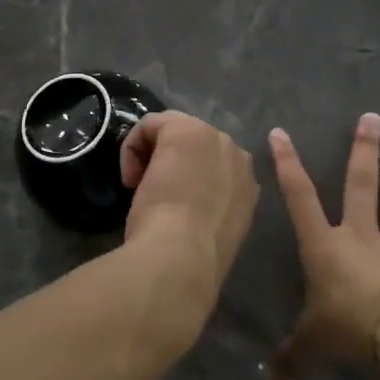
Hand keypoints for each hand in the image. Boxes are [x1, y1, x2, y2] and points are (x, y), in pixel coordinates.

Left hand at [120, 111, 259, 337]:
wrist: (182, 255)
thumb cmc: (193, 255)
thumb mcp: (210, 231)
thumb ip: (210, 211)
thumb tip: (192, 211)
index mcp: (247, 186)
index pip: (211, 169)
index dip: (187, 181)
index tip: (171, 207)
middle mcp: (237, 156)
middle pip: (195, 146)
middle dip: (173, 163)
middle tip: (154, 192)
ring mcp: (214, 137)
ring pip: (174, 131)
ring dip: (155, 155)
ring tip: (140, 187)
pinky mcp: (184, 128)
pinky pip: (151, 124)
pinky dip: (133, 146)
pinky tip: (131, 178)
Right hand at [265, 113, 379, 379]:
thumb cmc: (347, 329)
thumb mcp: (310, 345)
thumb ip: (290, 359)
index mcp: (326, 246)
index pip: (299, 198)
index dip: (288, 165)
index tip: (281, 133)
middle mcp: (361, 238)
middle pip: (361, 186)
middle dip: (365, 152)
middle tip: (372, 119)